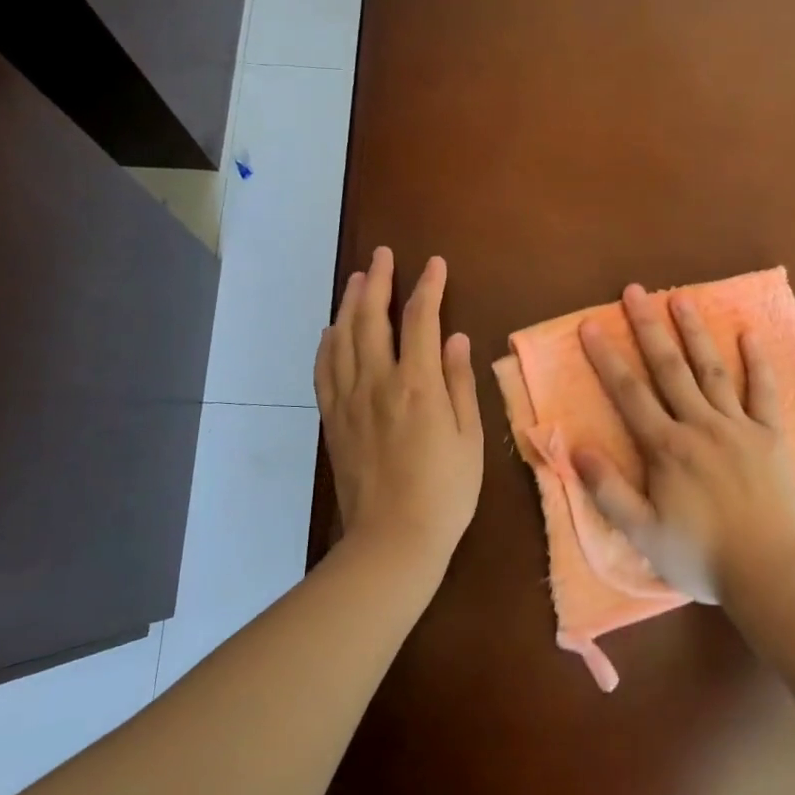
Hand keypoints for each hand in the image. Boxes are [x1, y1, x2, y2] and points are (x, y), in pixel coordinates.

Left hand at [315, 247, 483, 570]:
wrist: (393, 538)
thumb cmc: (445, 492)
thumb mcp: (470, 438)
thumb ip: (460, 383)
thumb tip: (455, 338)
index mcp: (417, 385)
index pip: (420, 320)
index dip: (427, 287)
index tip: (434, 264)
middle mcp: (377, 382)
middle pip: (372, 318)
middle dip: (379, 281)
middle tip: (383, 256)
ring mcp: (349, 400)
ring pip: (343, 338)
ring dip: (350, 304)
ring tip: (358, 279)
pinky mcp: (333, 419)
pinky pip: (324, 369)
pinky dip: (327, 342)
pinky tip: (332, 330)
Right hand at [575, 286, 794, 603]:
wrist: (768, 573)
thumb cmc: (700, 556)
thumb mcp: (642, 533)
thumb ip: (608, 490)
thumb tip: (576, 448)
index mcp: (666, 448)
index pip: (629, 393)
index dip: (606, 358)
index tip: (590, 325)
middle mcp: (700, 426)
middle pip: (669, 368)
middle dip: (648, 327)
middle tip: (634, 291)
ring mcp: (739, 427)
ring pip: (711, 370)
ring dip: (694, 333)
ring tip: (680, 299)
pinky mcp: (771, 437)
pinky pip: (763, 392)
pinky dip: (757, 363)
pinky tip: (748, 335)